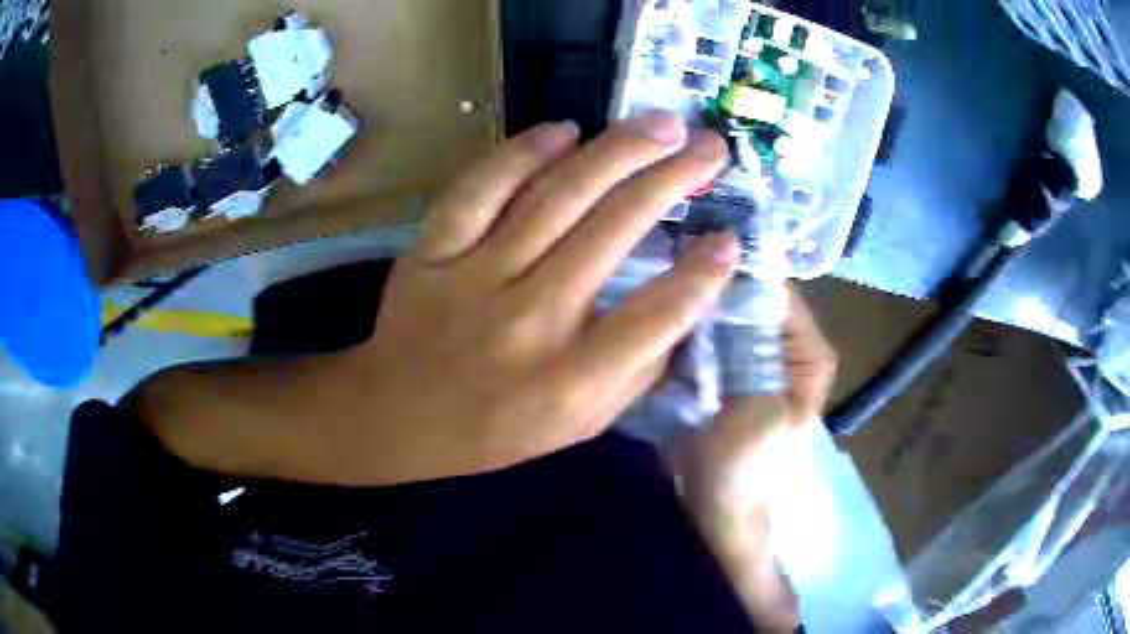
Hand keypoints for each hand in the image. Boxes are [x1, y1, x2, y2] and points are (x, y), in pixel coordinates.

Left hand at [331, 112, 734, 482]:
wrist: (397, 415)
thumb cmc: (495, 429)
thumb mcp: (578, 427)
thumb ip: (636, 374)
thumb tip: (683, 306)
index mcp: (570, 379)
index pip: (656, 315)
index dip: (703, 272)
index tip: (731, 237)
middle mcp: (530, 319)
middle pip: (615, 230)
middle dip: (675, 179)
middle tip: (712, 147)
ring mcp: (475, 277)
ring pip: (557, 195)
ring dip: (618, 151)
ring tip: (662, 124)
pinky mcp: (433, 250)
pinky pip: (483, 187)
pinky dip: (524, 152)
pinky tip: (565, 130)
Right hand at [673, 293, 836, 629]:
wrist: (715, 507)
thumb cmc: (749, 467)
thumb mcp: (767, 409)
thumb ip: (765, 349)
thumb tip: (737, 279)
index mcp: (808, 351)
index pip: (776, 290)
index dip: (739, 270)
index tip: (694, 249)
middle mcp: (783, 345)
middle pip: (747, 298)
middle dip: (713, 283)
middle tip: (667, 264)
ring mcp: (748, 355)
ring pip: (722, 313)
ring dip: (696, 302)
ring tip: (658, 283)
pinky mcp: (719, 368)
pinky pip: (702, 334)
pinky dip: (685, 325)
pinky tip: (658, 313)